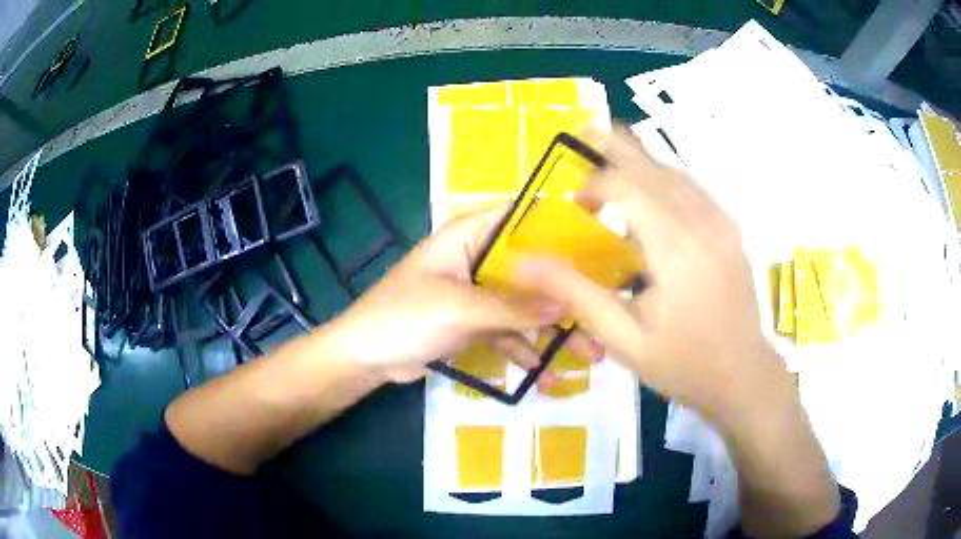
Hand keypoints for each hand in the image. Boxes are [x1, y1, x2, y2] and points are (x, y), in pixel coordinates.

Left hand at [329, 207, 599, 382]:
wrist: (366, 358)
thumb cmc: (402, 317)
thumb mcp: (458, 309)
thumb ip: (512, 307)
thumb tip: (565, 305)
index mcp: (469, 236)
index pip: (521, 218)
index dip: (559, 227)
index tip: (599, 245)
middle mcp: (479, 258)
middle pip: (532, 268)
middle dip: (566, 294)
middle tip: (604, 314)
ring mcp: (479, 294)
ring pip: (526, 305)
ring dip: (554, 331)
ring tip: (591, 355)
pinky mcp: (476, 324)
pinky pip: (510, 333)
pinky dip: (527, 352)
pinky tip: (547, 377)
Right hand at [516, 130, 792, 423]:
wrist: (743, 376)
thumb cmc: (683, 365)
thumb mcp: (624, 339)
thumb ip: (576, 293)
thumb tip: (524, 261)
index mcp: (677, 251)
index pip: (631, 187)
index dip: (597, 183)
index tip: (576, 202)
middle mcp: (704, 225)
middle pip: (654, 168)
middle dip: (616, 150)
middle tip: (585, 137)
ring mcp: (723, 225)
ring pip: (676, 173)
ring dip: (641, 162)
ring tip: (611, 158)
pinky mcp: (731, 230)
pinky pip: (694, 189)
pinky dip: (665, 178)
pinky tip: (650, 189)